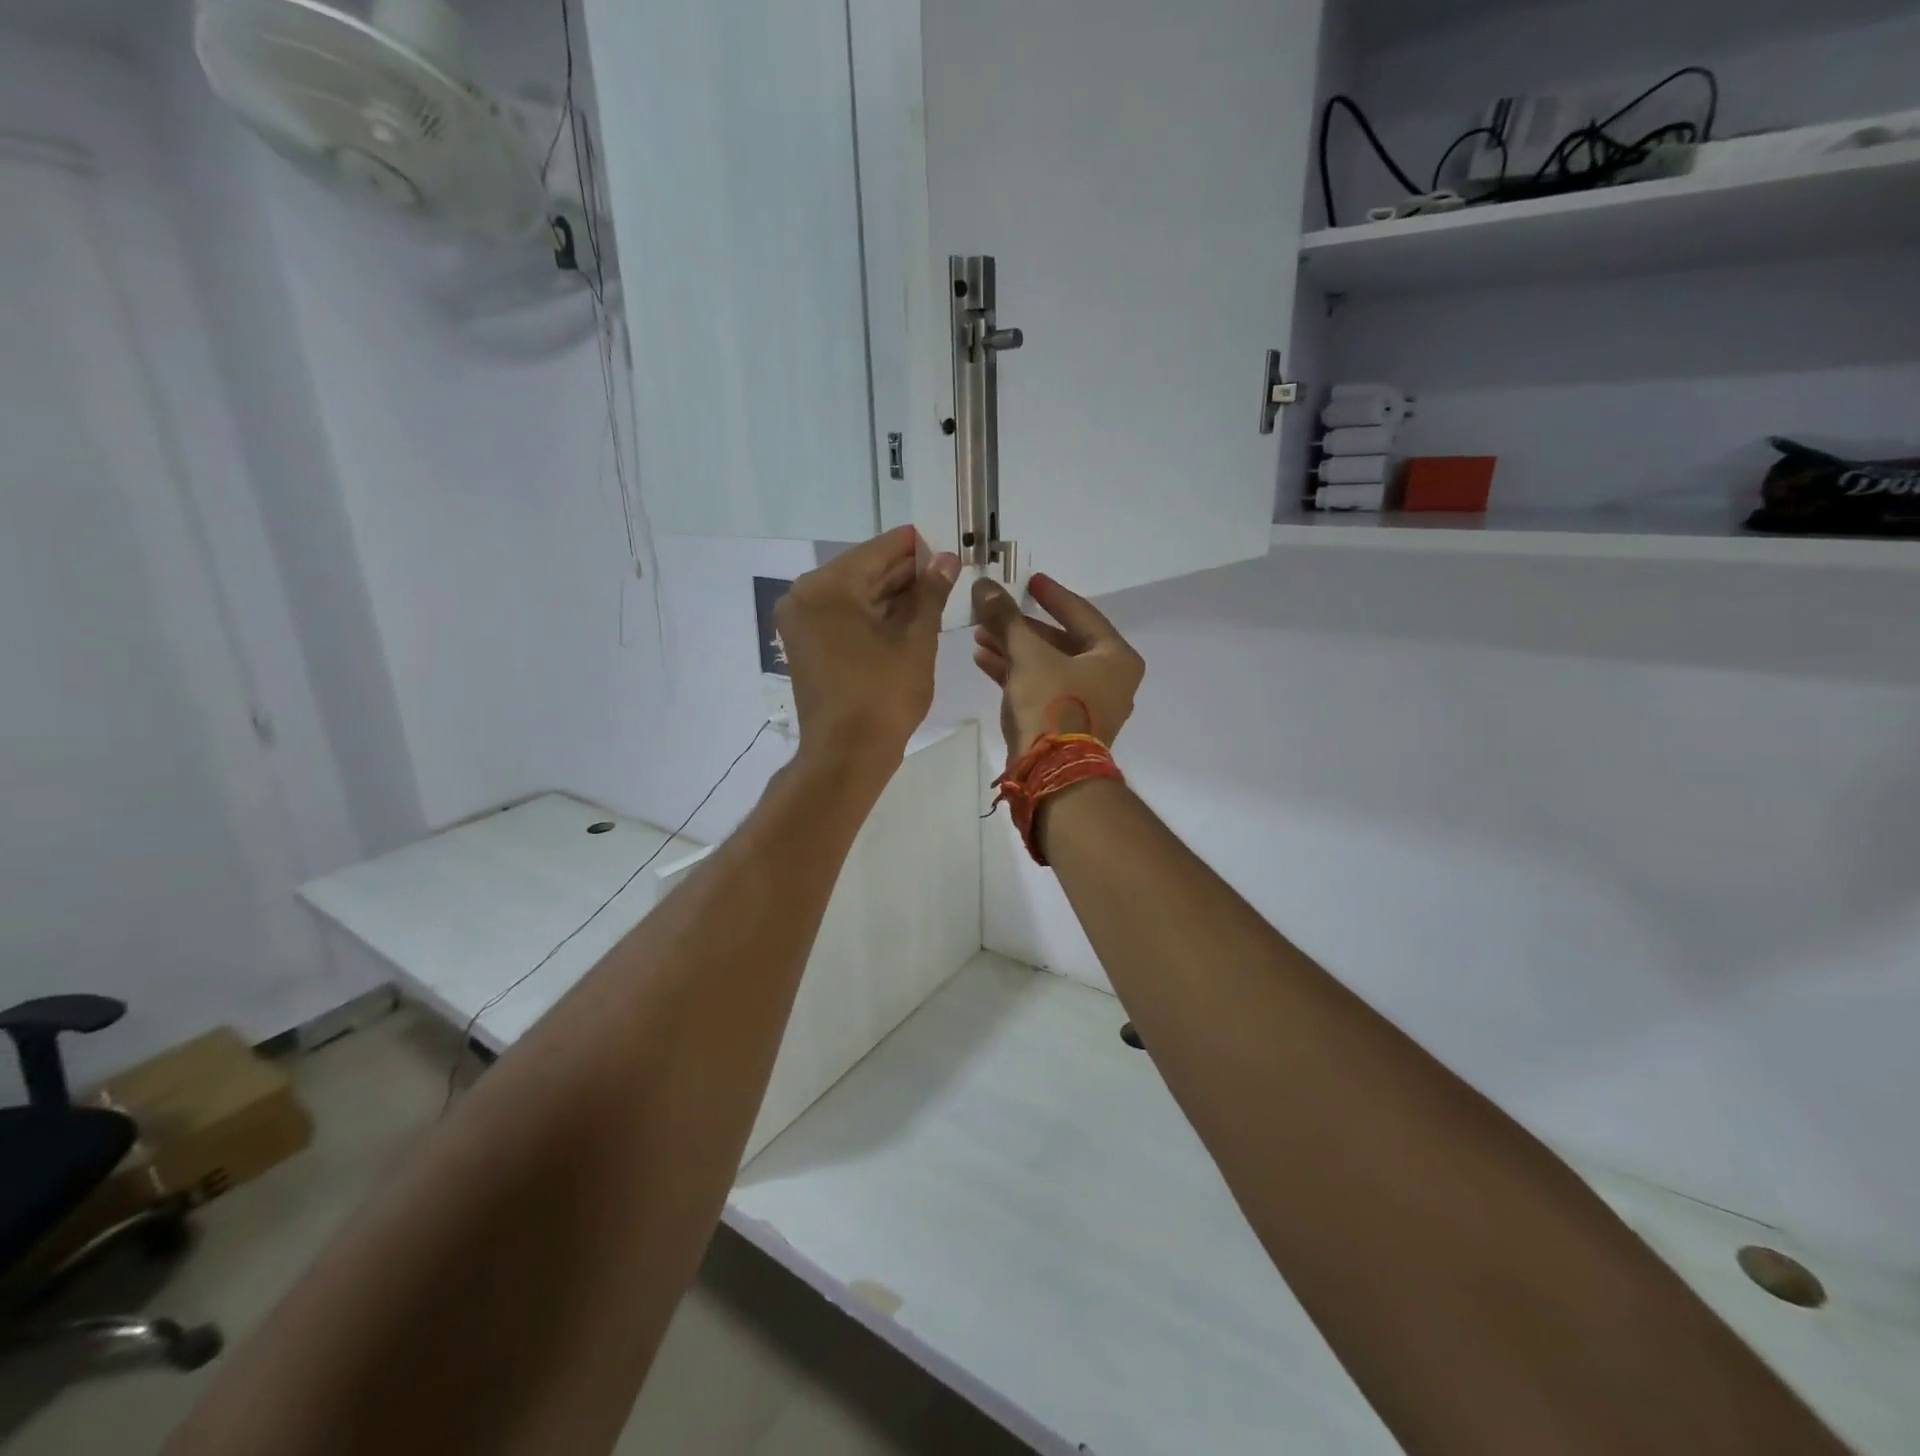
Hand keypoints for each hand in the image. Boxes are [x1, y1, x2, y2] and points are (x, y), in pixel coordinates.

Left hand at [776, 527, 959, 773]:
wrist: (846, 756)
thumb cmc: (884, 696)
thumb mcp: (916, 641)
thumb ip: (931, 594)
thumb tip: (948, 559)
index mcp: (828, 587)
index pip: (878, 551)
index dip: (915, 547)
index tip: (946, 544)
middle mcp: (805, 596)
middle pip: (863, 571)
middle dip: (905, 572)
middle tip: (946, 570)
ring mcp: (801, 622)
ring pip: (854, 595)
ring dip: (891, 594)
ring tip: (934, 592)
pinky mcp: (806, 645)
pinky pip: (843, 617)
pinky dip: (873, 615)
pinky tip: (908, 615)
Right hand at [971, 574, 1144, 761]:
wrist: (1053, 775)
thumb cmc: (1052, 704)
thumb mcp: (1027, 655)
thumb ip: (1007, 618)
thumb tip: (984, 585)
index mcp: (1116, 658)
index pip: (1081, 614)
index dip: (1052, 595)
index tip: (1030, 581)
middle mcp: (1110, 680)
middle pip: (1061, 642)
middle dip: (1022, 627)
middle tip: (994, 612)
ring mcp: (1090, 706)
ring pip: (1048, 666)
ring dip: (1014, 650)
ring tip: (980, 635)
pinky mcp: (1068, 725)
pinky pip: (1043, 689)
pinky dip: (1017, 675)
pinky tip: (984, 660)